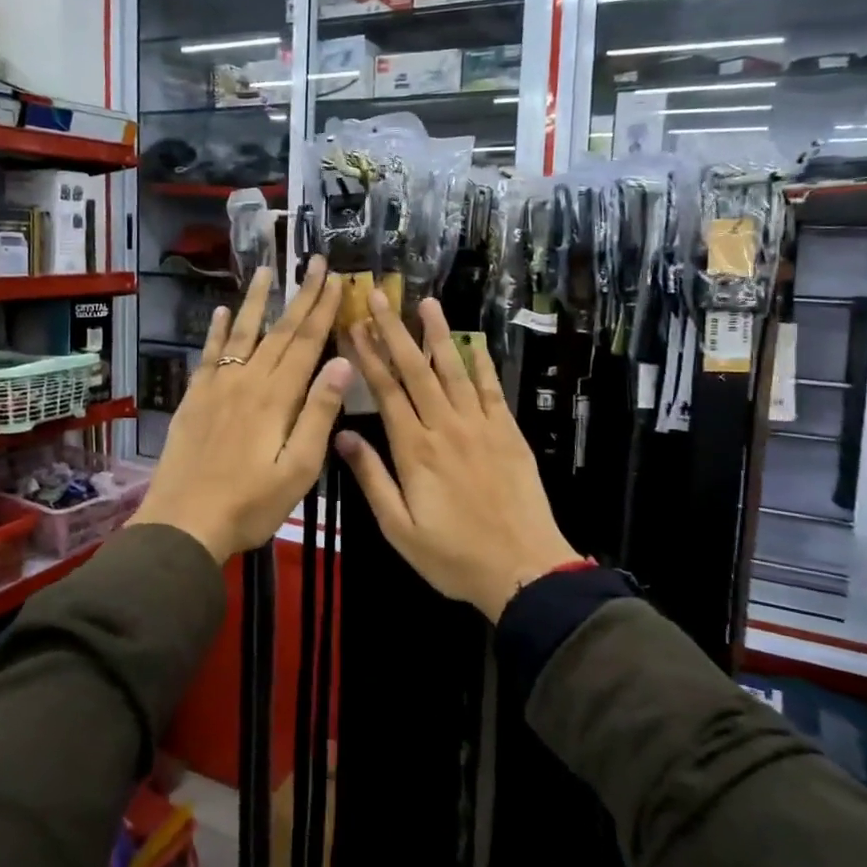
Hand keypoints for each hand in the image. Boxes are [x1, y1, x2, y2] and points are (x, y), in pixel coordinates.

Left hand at [130, 258, 350, 561]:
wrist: (184, 523)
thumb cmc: (251, 504)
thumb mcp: (298, 469)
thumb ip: (319, 414)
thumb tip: (344, 364)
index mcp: (277, 398)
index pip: (306, 343)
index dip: (323, 310)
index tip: (336, 279)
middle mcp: (247, 381)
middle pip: (279, 331)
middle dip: (301, 295)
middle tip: (315, 262)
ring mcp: (217, 386)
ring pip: (242, 333)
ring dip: (257, 300)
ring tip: (266, 270)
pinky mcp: (194, 398)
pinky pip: (209, 354)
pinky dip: (218, 331)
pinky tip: (223, 311)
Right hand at [337, 291, 579, 621]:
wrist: (523, 569)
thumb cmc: (453, 556)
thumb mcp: (399, 528)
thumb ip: (372, 478)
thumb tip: (342, 434)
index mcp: (415, 450)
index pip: (386, 391)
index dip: (368, 356)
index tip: (353, 327)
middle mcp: (446, 427)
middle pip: (415, 371)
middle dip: (394, 331)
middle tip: (379, 297)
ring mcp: (481, 426)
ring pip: (454, 371)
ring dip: (438, 335)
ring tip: (426, 303)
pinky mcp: (508, 432)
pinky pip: (492, 389)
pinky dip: (481, 363)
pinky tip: (472, 341)